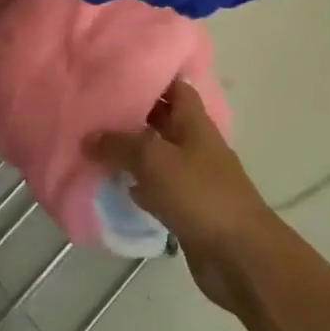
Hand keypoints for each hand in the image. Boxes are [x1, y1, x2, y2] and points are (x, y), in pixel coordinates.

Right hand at [86, 80, 279, 312]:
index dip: (148, 77)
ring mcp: (192, 177)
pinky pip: (156, 187)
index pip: (172, 86)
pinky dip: (137, 184)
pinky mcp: (187, 208)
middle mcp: (193, 143)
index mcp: (193, 121)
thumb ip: (119, 144)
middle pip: (160, 119)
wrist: (241, 258)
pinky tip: (113, 184)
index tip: (116, 73)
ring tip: (94, 142)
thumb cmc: (201, 195)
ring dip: (130, 151)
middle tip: (94, 108)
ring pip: (156, 154)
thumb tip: (88, 136)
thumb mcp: (154, 160)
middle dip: (131, 114)